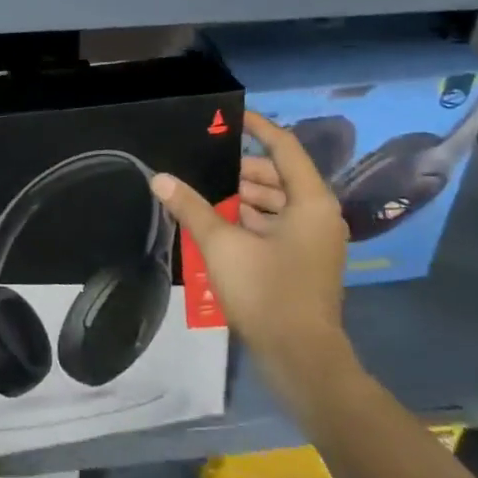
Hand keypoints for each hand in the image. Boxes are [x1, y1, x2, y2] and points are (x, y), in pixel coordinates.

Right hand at [150, 110, 352, 392]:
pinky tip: (217, 225)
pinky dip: (250, 220)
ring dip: (243, 197)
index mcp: (310, 202)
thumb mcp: (222, 245)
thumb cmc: (267, 293)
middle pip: (278, 176)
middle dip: (240, 170)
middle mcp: (318, 215)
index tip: (228, 116)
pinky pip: (277, 226)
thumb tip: (159, 178)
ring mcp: (314, 241)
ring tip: (204, 195)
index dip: (257, 127)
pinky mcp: (304, 262)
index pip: (284, 147)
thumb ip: (191, 207)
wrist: (301, 360)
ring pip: (276, 203)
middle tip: (203, 166)